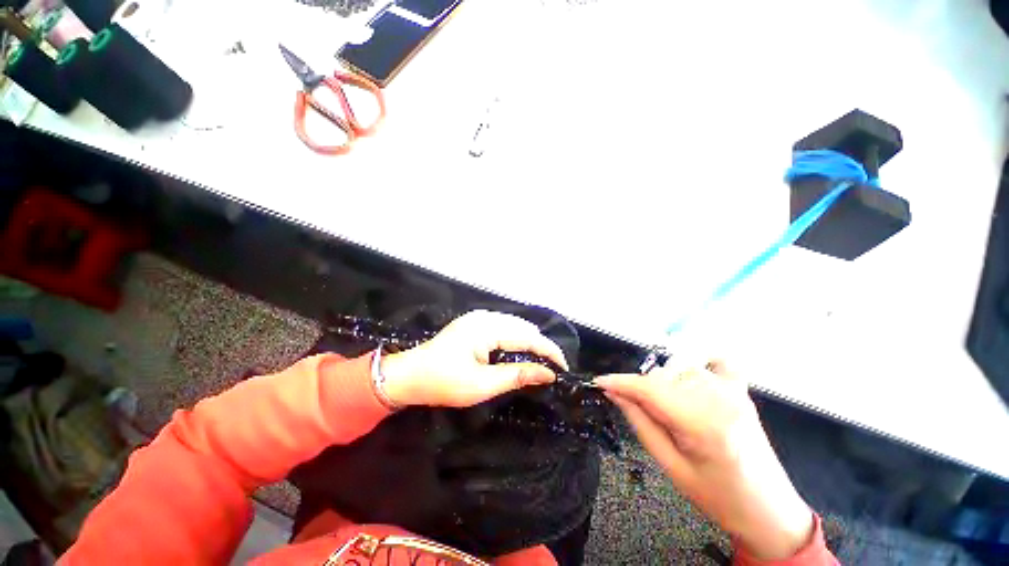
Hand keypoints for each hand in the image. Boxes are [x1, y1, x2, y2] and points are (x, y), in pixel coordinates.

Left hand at [379, 310, 568, 407]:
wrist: (409, 376)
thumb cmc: (443, 382)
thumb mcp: (482, 384)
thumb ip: (517, 375)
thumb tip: (548, 374)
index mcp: (487, 328)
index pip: (528, 336)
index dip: (548, 351)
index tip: (563, 368)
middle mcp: (485, 316)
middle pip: (523, 327)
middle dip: (540, 346)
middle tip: (552, 368)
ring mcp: (479, 318)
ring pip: (515, 326)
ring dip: (529, 342)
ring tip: (540, 361)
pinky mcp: (475, 323)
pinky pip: (504, 327)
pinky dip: (516, 339)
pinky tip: (519, 351)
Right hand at [595, 361, 814, 560]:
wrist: (767, 509)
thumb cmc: (718, 497)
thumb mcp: (670, 466)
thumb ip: (640, 423)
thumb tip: (614, 393)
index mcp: (703, 424)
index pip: (649, 389)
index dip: (619, 382)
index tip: (599, 382)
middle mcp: (719, 399)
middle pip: (661, 376)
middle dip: (640, 389)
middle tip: (634, 408)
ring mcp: (732, 391)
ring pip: (678, 368)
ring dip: (662, 382)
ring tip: (663, 408)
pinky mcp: (740, 389)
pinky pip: (715, 360)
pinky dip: (696, 361)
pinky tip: (688, 375)